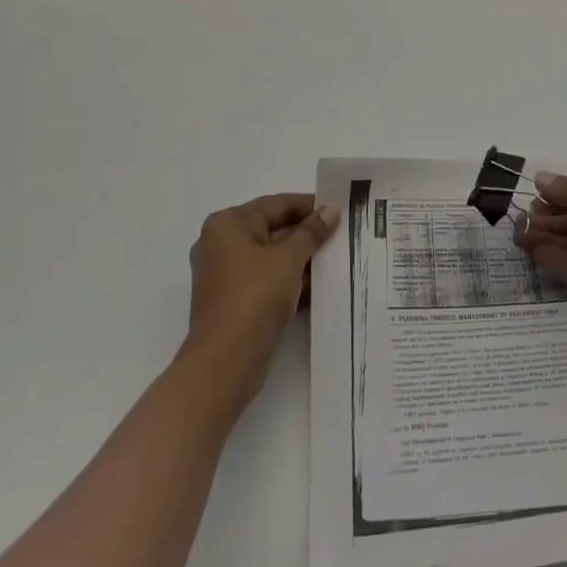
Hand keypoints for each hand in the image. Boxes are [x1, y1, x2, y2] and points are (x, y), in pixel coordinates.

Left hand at [184, 193, 340, 410]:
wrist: (225, 362)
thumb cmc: (255, 297)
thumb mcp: (289, 258)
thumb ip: (312, 231)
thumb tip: (331, 210)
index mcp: (228, 224)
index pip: (277, 204)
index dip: (311, 206)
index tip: (340, 209)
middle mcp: (222, 244)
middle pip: (274, 229)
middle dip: (308, 235)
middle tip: (344, 234)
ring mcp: (226, 274)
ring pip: (272, 257)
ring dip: (302, 259)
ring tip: (339, 259)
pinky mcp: (234, 300)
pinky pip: (267, 279)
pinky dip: (290, 280)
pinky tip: (320, 285)